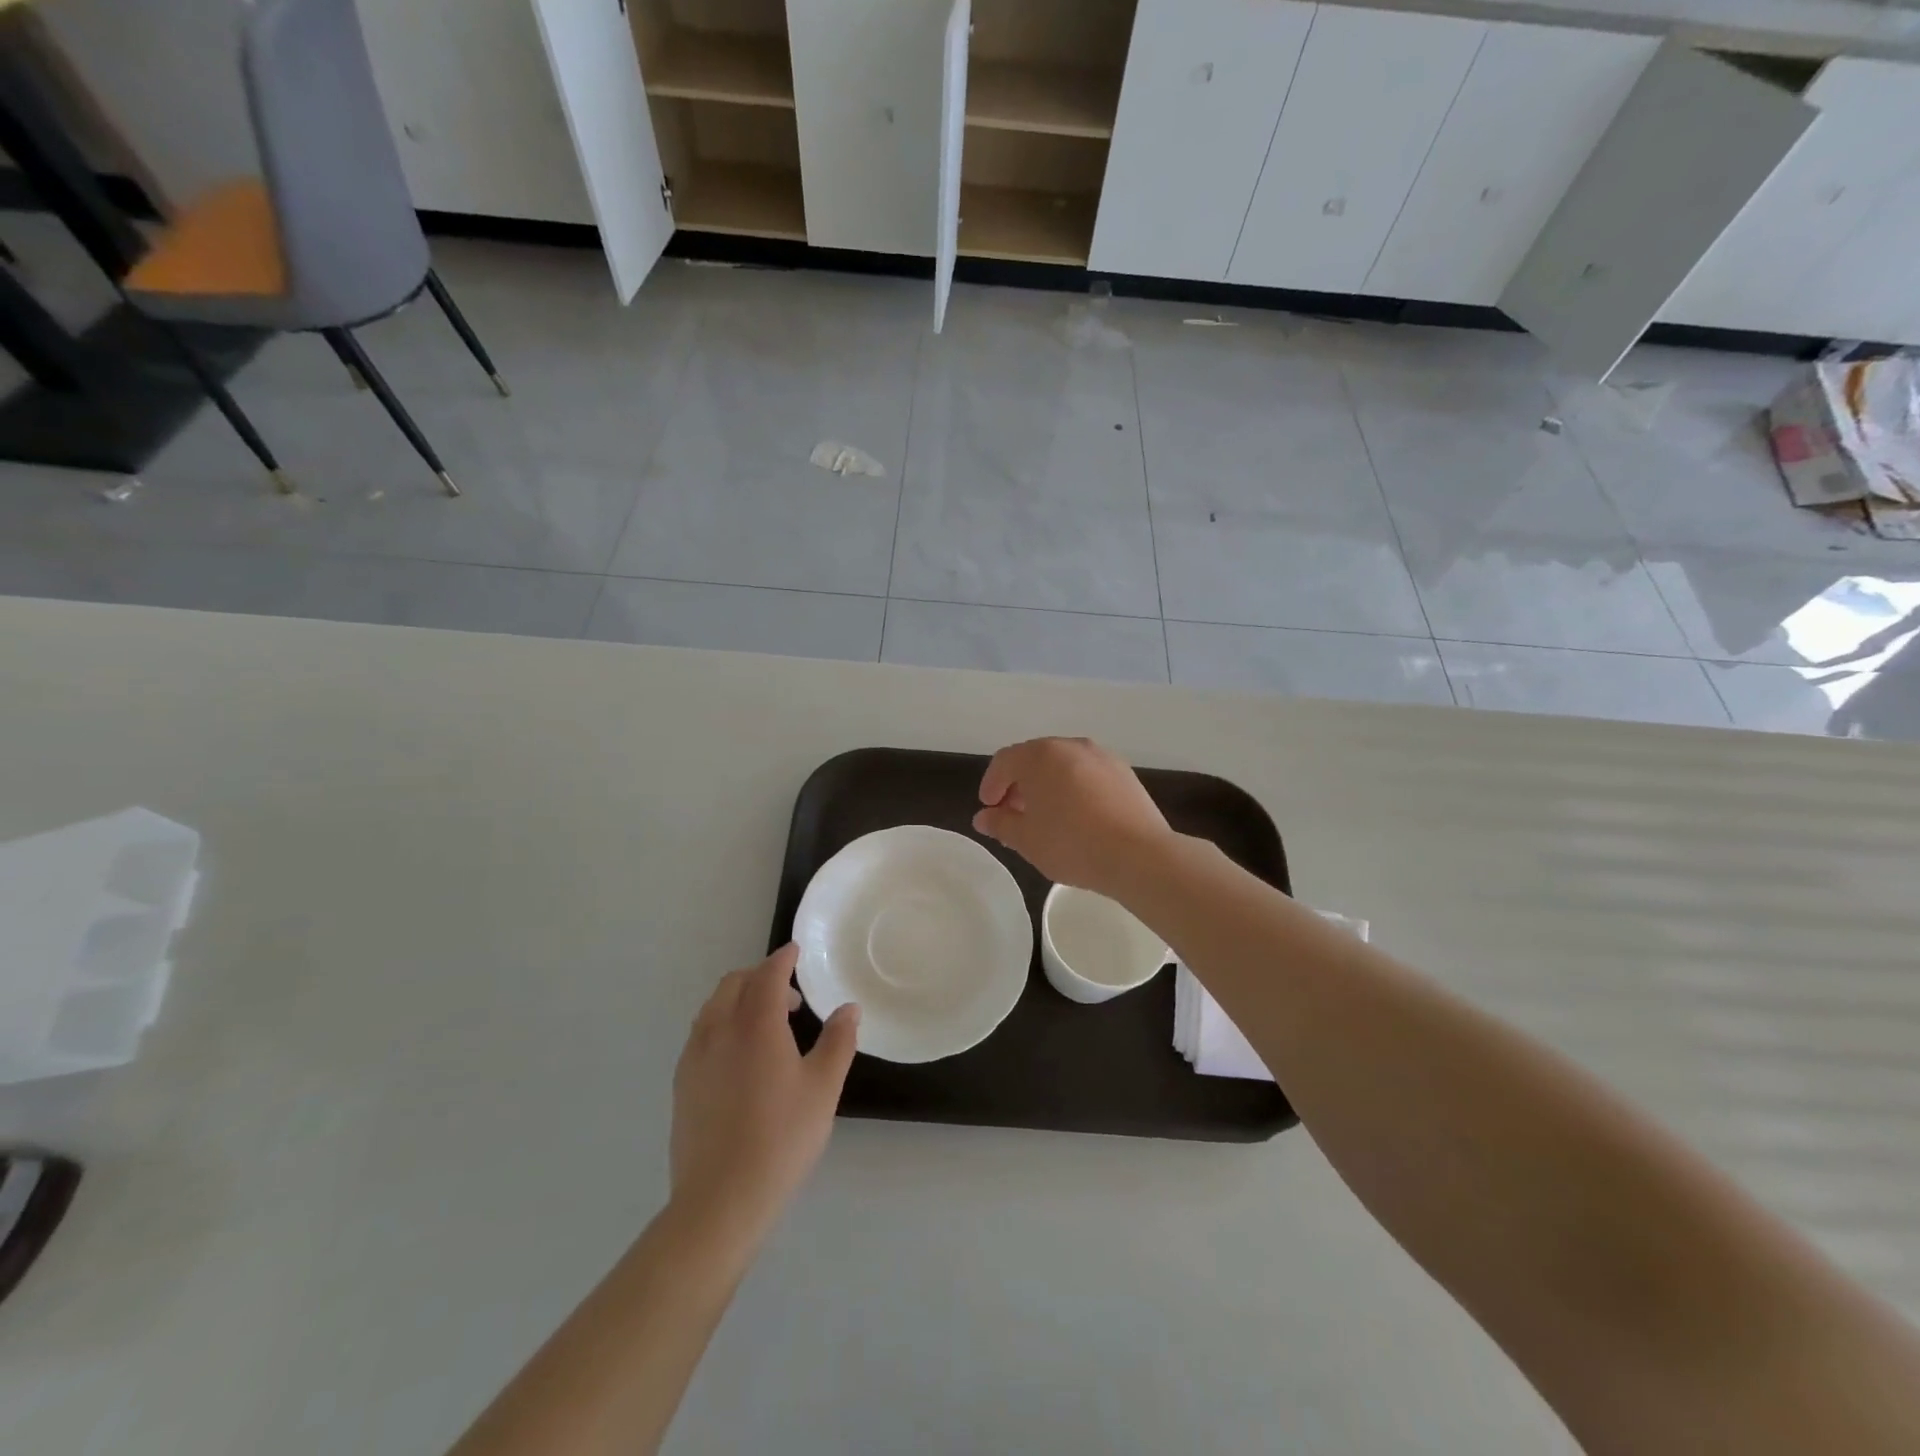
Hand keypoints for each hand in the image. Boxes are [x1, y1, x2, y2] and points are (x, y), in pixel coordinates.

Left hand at [670, 945, 858, 1239]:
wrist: (721, 1199)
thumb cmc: (781, 1138)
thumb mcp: (823, 1088)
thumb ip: (838, 1041)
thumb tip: (849, 1009)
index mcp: (755, 1024)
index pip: (767, 974)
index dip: (783, 958)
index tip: (796, 951)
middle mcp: (719, 1030)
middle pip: (734, 983)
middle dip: (760, 977)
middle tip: (789, 998)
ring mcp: (694, 1057)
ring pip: (713, 1008)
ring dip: (739, 1000)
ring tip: (766, 1027)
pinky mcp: (681, 1084)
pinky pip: (702, 1034)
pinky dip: (722, 1024)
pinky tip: (740, 1058)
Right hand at [972, 737, 1174, 899]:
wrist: (1139, 855)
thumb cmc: (1072, 844)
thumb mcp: (1026, 839)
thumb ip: (1001, 824)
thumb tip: (984, 817)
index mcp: (1040, 755)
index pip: (1005, 762)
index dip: (991, 784)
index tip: (989, 808)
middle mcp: (1070, 746)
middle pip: (1034, 759)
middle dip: (1019, 784)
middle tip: (1013, 814)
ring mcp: (1101, 756)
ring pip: (1063, 765)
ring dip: (1047, 785)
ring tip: (1046, 817)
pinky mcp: (1124, 772)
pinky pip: (1087, 774)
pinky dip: (1074, 788)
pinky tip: (1077, 816)